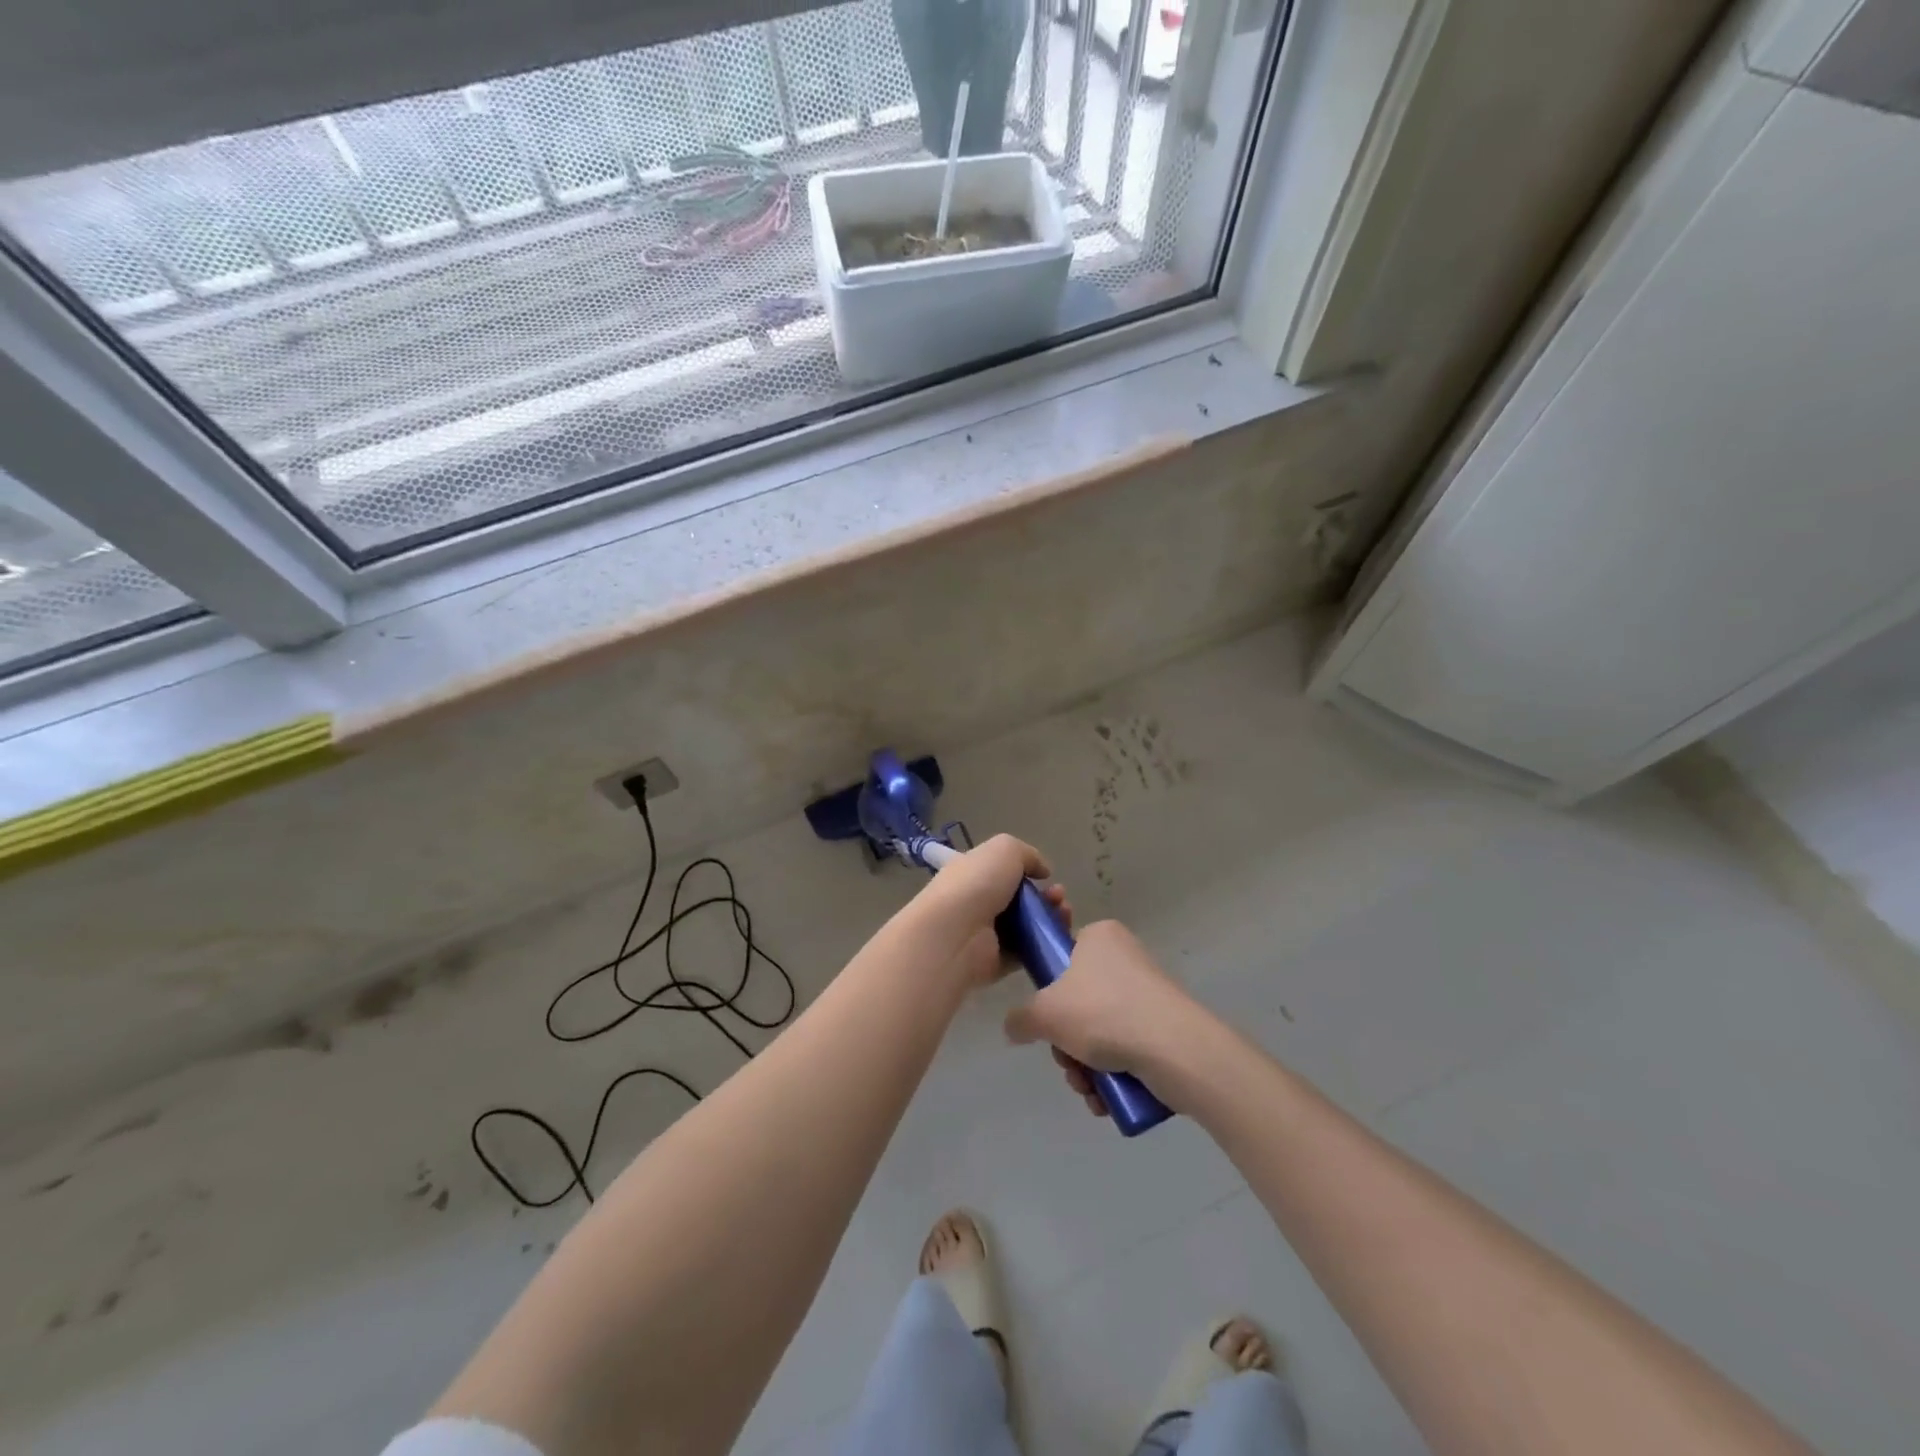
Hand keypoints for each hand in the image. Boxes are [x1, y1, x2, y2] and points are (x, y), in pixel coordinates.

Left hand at [926, 835, 1067, 988]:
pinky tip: (1058, 939)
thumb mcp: (1005, 849)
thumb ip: (1027, 854)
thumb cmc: (977, 883)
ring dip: (1050, 920)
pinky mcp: (996, 963)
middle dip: (1046, 898)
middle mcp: (977, 903)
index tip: (1048, 877)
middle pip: (1020, 901)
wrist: (956, 932)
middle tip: (1060, 899)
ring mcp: (986, 935)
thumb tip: (1043, 870)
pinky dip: (1044, 946)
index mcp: (973, 873)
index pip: (1002, 872)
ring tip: (1064, 915)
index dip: (1029, 873)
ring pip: (1027, 927)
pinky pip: (1026, 953)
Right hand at [1002, 920, 1213, 1113]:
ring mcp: (1148, 994)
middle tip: (1067, 1062)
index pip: (1063, 955)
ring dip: (1085, 1066)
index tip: (1048, 1019)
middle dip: (1067, 1044)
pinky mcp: (1164, 1027)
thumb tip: (1014, 1027)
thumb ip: (1020, 1019)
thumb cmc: (1104, 1013)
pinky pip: (1126, 1049)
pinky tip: (1105, 1099)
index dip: (1050, 990)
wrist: (1176, 1050)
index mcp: (1100, 937)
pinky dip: (1111, 1075)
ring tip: (1088, 1089)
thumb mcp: (1045, 1013)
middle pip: (1078, 1003)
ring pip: (1100, 1033)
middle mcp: (1125, 958)